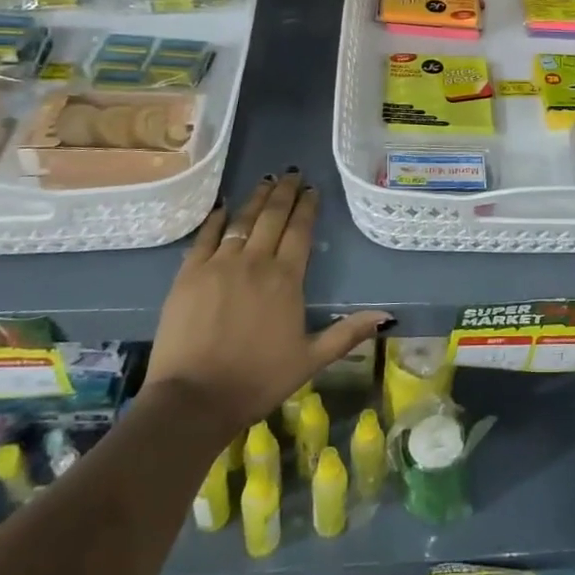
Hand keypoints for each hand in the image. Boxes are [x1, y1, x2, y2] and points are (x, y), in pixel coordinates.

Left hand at [143, 172, 391, 429]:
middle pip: (272, 217)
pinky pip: (205, 238)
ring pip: (241, 221)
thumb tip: (386, 316)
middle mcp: (255, 262)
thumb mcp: (310, 359)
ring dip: (255, 199)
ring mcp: (218, 265)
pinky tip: (222, 208)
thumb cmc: (258, 380)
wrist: (194, 399)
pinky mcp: (188, 275)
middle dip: (284, 193)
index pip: (300, 230)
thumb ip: (347, 334)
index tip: (312, 189)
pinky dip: (215, 220)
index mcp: (286, 279)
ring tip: (265, 181)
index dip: (307, 206)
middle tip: (292, 174)